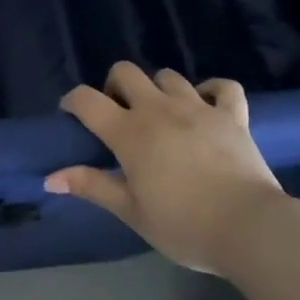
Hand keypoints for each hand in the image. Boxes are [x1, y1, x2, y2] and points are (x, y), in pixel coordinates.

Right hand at [44, 63, 287, 274]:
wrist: (250, 228)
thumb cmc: (184, 225)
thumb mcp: (132, 212)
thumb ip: (92, 187)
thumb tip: (50, 178)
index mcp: (129, 132)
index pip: (87, 100)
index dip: (72, 101)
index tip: (71, 115)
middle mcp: (158, 109)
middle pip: (126, 72)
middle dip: (115, 86)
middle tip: (119, 114)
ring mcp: (198, 107)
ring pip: (168, 76)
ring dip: (158, 89)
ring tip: (162, 114)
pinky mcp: (232, 115)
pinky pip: (223, 88)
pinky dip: (213, 91)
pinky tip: (208, 105)